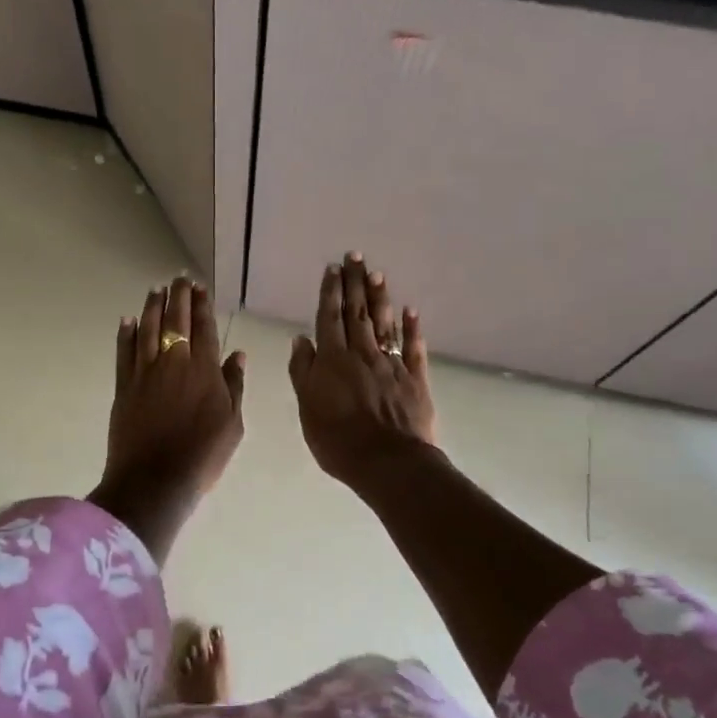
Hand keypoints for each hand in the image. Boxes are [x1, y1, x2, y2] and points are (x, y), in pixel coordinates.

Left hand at [89, 276, 245, 561]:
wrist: (155, 480)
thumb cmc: (202, 456)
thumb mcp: (232, 424)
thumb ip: (234, 385)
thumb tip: (237, 354)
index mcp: (204, 370)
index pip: (204, 328)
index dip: (202, 305)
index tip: (201, 288)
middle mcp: (174, 362)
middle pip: (175, 320)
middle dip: (178, 296)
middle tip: (180, 279)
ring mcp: (145, 372)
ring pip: (148, 329)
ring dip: (152, 306)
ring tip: (157, 289)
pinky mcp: (124, 386)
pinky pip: (124, 352)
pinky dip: (126, 333)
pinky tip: (128, 320)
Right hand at [288, 254, 436, 489]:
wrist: (388, 462)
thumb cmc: (338, 440)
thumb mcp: (307, 407)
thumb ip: (303, 371)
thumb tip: (300, 339)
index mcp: (333, 360)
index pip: (329, 318)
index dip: (330, 292)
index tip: (333, 268)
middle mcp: (362, 353)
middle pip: (357, 312)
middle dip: (354, 283)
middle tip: (355, 255)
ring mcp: (391, 364)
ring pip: (383, 324)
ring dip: (380, 297)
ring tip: (377, 273)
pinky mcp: (415, 379)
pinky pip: (413, 348)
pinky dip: (411, 328)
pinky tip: (410, 310)